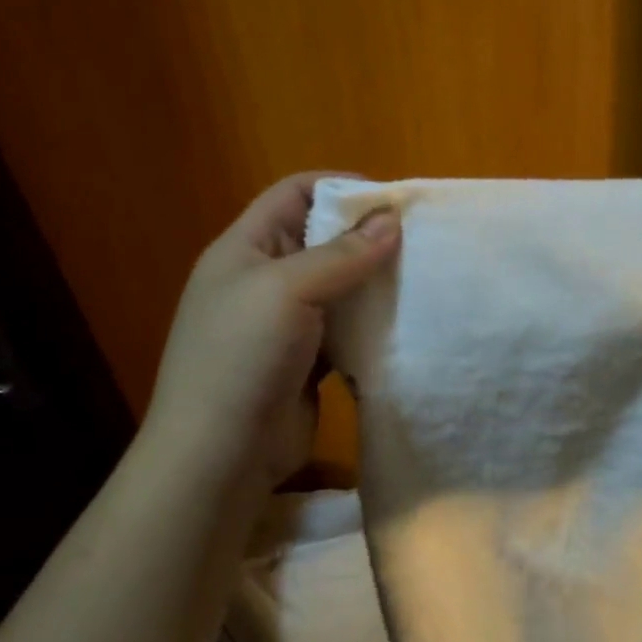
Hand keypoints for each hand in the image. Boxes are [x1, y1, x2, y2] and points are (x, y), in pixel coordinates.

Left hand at [142, 173, 399, 487]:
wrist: (220, 454)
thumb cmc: (243, 357)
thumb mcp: (288, 291)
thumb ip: (342, 254)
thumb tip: (392, 219)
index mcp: (244, 249)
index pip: (294, 194)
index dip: (341, 187)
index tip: (394, 202)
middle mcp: (263, 281)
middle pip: (320, 240)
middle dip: (366, 238)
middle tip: (421, 244)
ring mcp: (284, 326)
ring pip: (337, 289)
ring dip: (372, 285)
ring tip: (421, 281)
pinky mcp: (305, 364)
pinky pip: (343, 332)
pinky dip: (369, 327)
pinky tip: (402, 327)